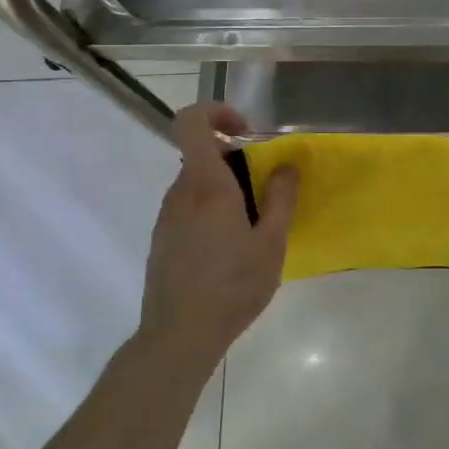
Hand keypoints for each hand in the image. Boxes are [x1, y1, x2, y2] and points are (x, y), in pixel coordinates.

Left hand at [140, 104, 297, 362]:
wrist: (179, 335)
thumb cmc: (232, 285)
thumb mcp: (271, 242)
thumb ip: (281, 198)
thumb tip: (286, 165)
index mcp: (206, 184)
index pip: (191, 122)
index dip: (216, 112)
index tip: (247, 132)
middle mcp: (180, 193)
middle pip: (202, 155)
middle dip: (236, 161)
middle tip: (266, 193)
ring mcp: (167, 217)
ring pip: (197, 184)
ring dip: (226, 190)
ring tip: (253, 228)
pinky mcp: (162, 240)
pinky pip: (189, 209)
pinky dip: (212, 213)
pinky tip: (230, 251)